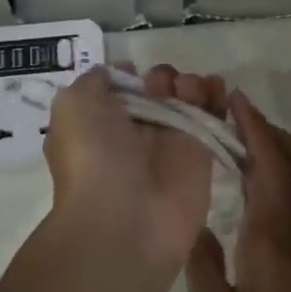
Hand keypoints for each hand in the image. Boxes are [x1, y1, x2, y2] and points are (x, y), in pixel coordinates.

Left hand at [43, 65, 227, 267]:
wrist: (126, 219)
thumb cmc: (93, 156)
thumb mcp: (74, 105)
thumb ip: (95, 80)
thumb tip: (121, 73)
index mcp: (100, 121)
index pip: (122, 88)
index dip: (130, 74)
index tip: (135, 72)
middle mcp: (134, 131)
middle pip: (157, 88)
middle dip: (162, 76)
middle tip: (159, 89)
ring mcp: (169, 143)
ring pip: (186, 99)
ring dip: (191, 83)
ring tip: (188, 90)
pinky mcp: (201, 155)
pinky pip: (212, 117)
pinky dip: (217, 97)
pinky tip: (216, 87)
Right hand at [186, 94, 290, 291]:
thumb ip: (202, 268)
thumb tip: (190, 221)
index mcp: (271, 240)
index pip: (269, 167)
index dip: (254, 128)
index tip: (232, 99)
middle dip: (267, 128)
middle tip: (228, 113)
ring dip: (275, 146)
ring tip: (234, 138)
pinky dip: (276, 170)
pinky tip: (248, 181)